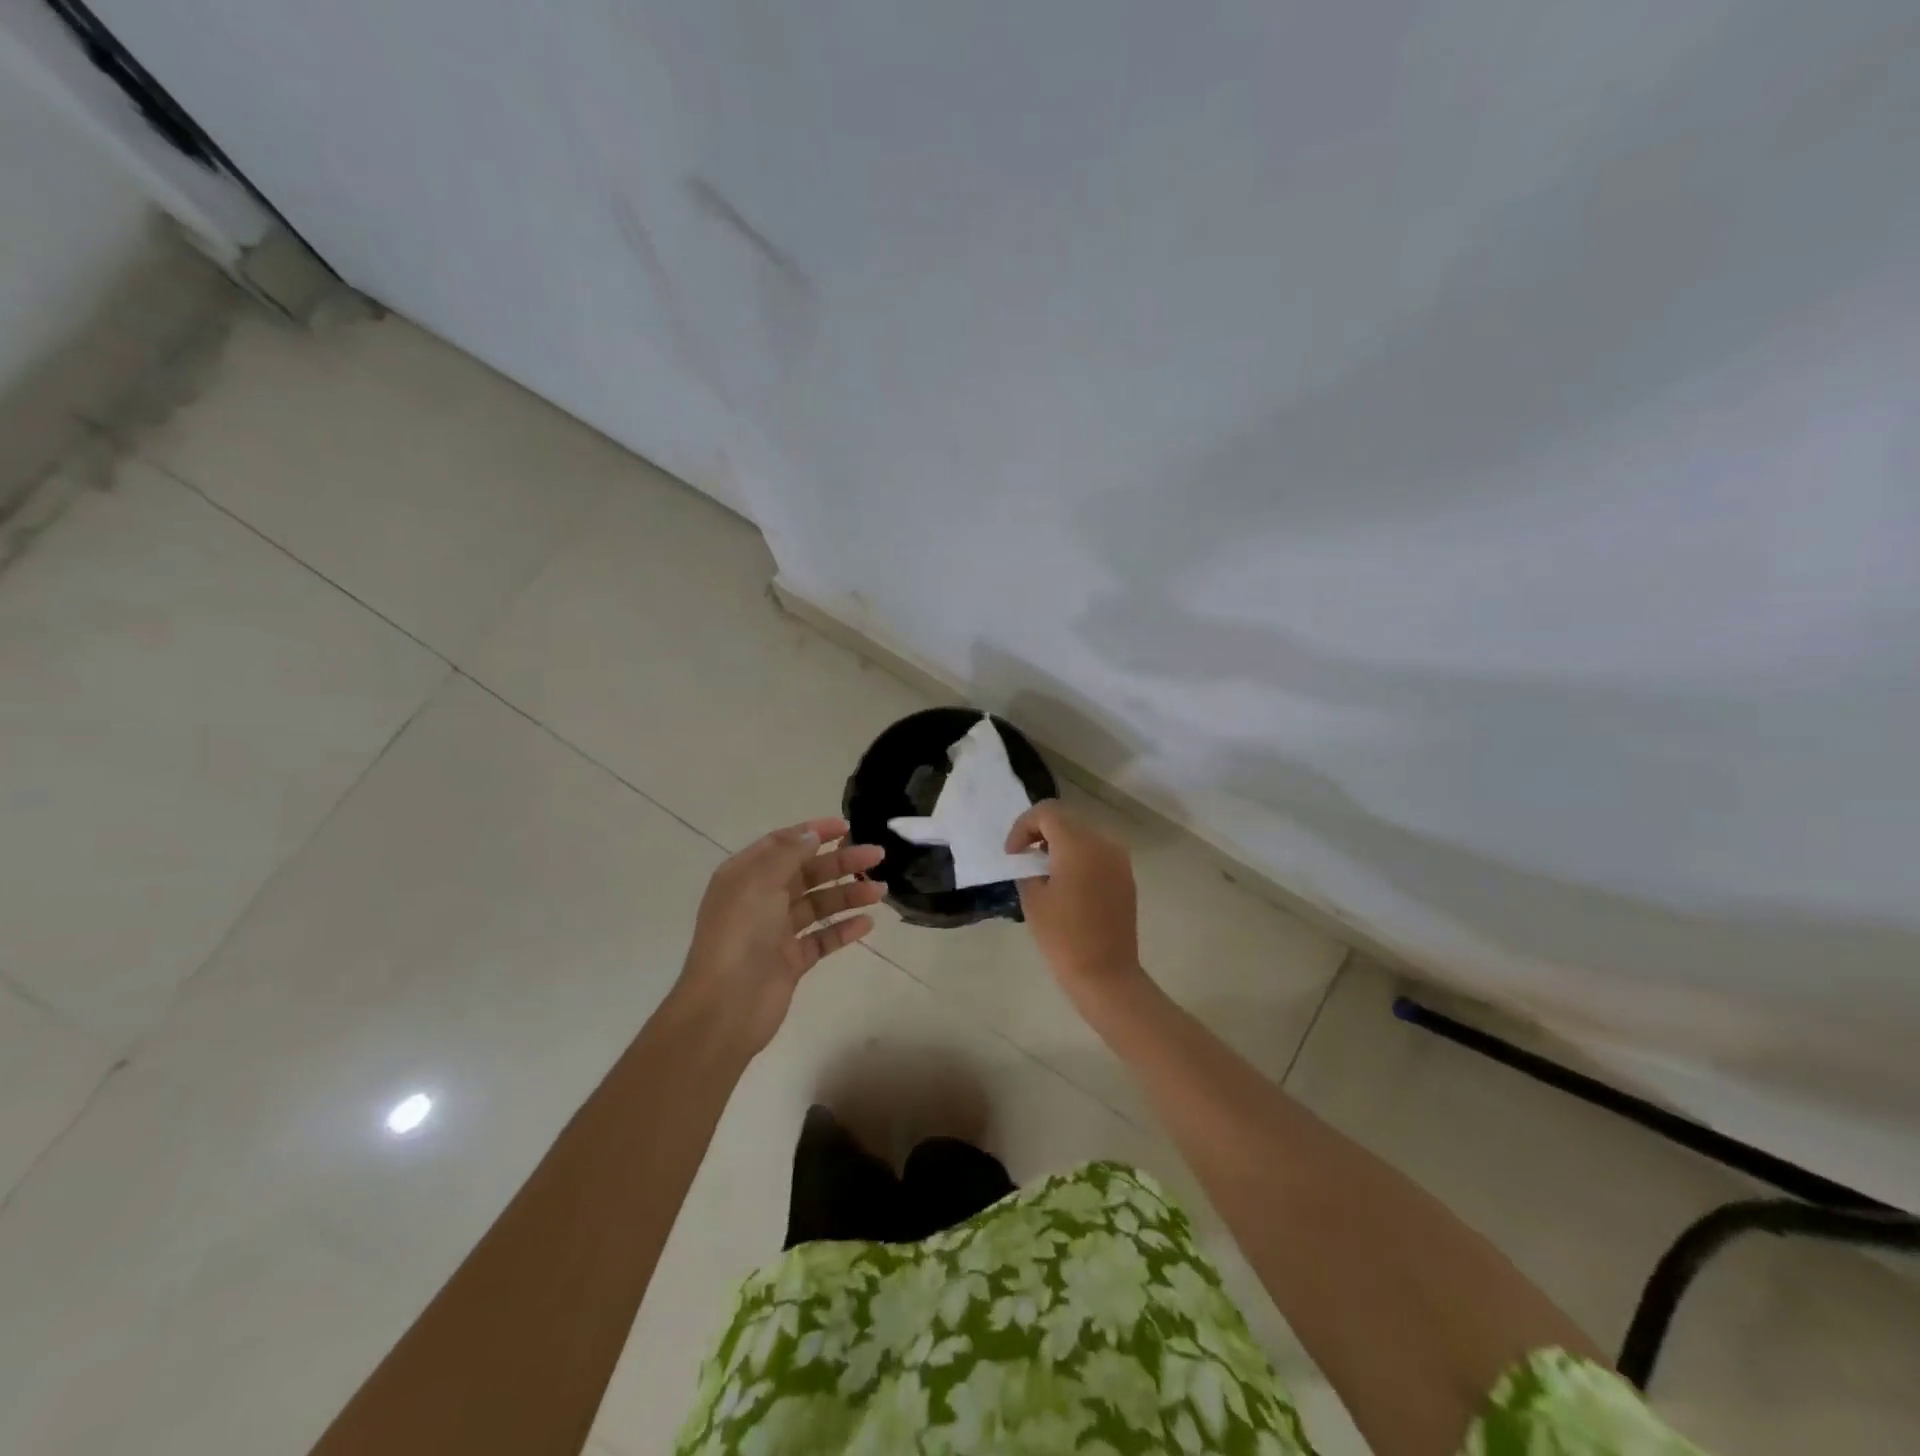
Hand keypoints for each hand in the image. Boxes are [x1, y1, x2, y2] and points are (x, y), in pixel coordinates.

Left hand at [674, 817, 884, 1055]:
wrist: (726, 1005)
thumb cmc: (740, 934)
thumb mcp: (760, 882)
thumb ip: (789, 854)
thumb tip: (812, 835)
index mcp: (746, 876)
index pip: (783, 844)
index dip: (814, 833)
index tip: (847, 826)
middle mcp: (761, 899)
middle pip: (807, 872)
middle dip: (841, 862)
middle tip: (877, 855)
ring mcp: (777, 932)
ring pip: (819, 905)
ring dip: (849, 894)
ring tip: (880, 891)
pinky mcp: (792, 961)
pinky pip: (822, 938)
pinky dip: (844, 929)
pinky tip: (867, 923)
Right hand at [1005, 800, 1144, 1008]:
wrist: (1105, 974)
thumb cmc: (1062, 937)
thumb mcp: (1033, 899)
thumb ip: (1029, 868)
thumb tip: (1033, 859)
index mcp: (1078, 845)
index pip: (1047, 812)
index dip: (1023, 827)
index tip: (1013, 855)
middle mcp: (1103, 843)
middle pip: (1066, 821)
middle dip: (1041, 834)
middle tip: (1024, 861)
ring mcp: (1119, 860)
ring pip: (1083, 836)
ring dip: (1060, 846)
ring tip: (1044, 874)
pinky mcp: (1126, 877)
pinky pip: (1097, 854)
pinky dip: (1078, 859)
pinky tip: (1067, 886)